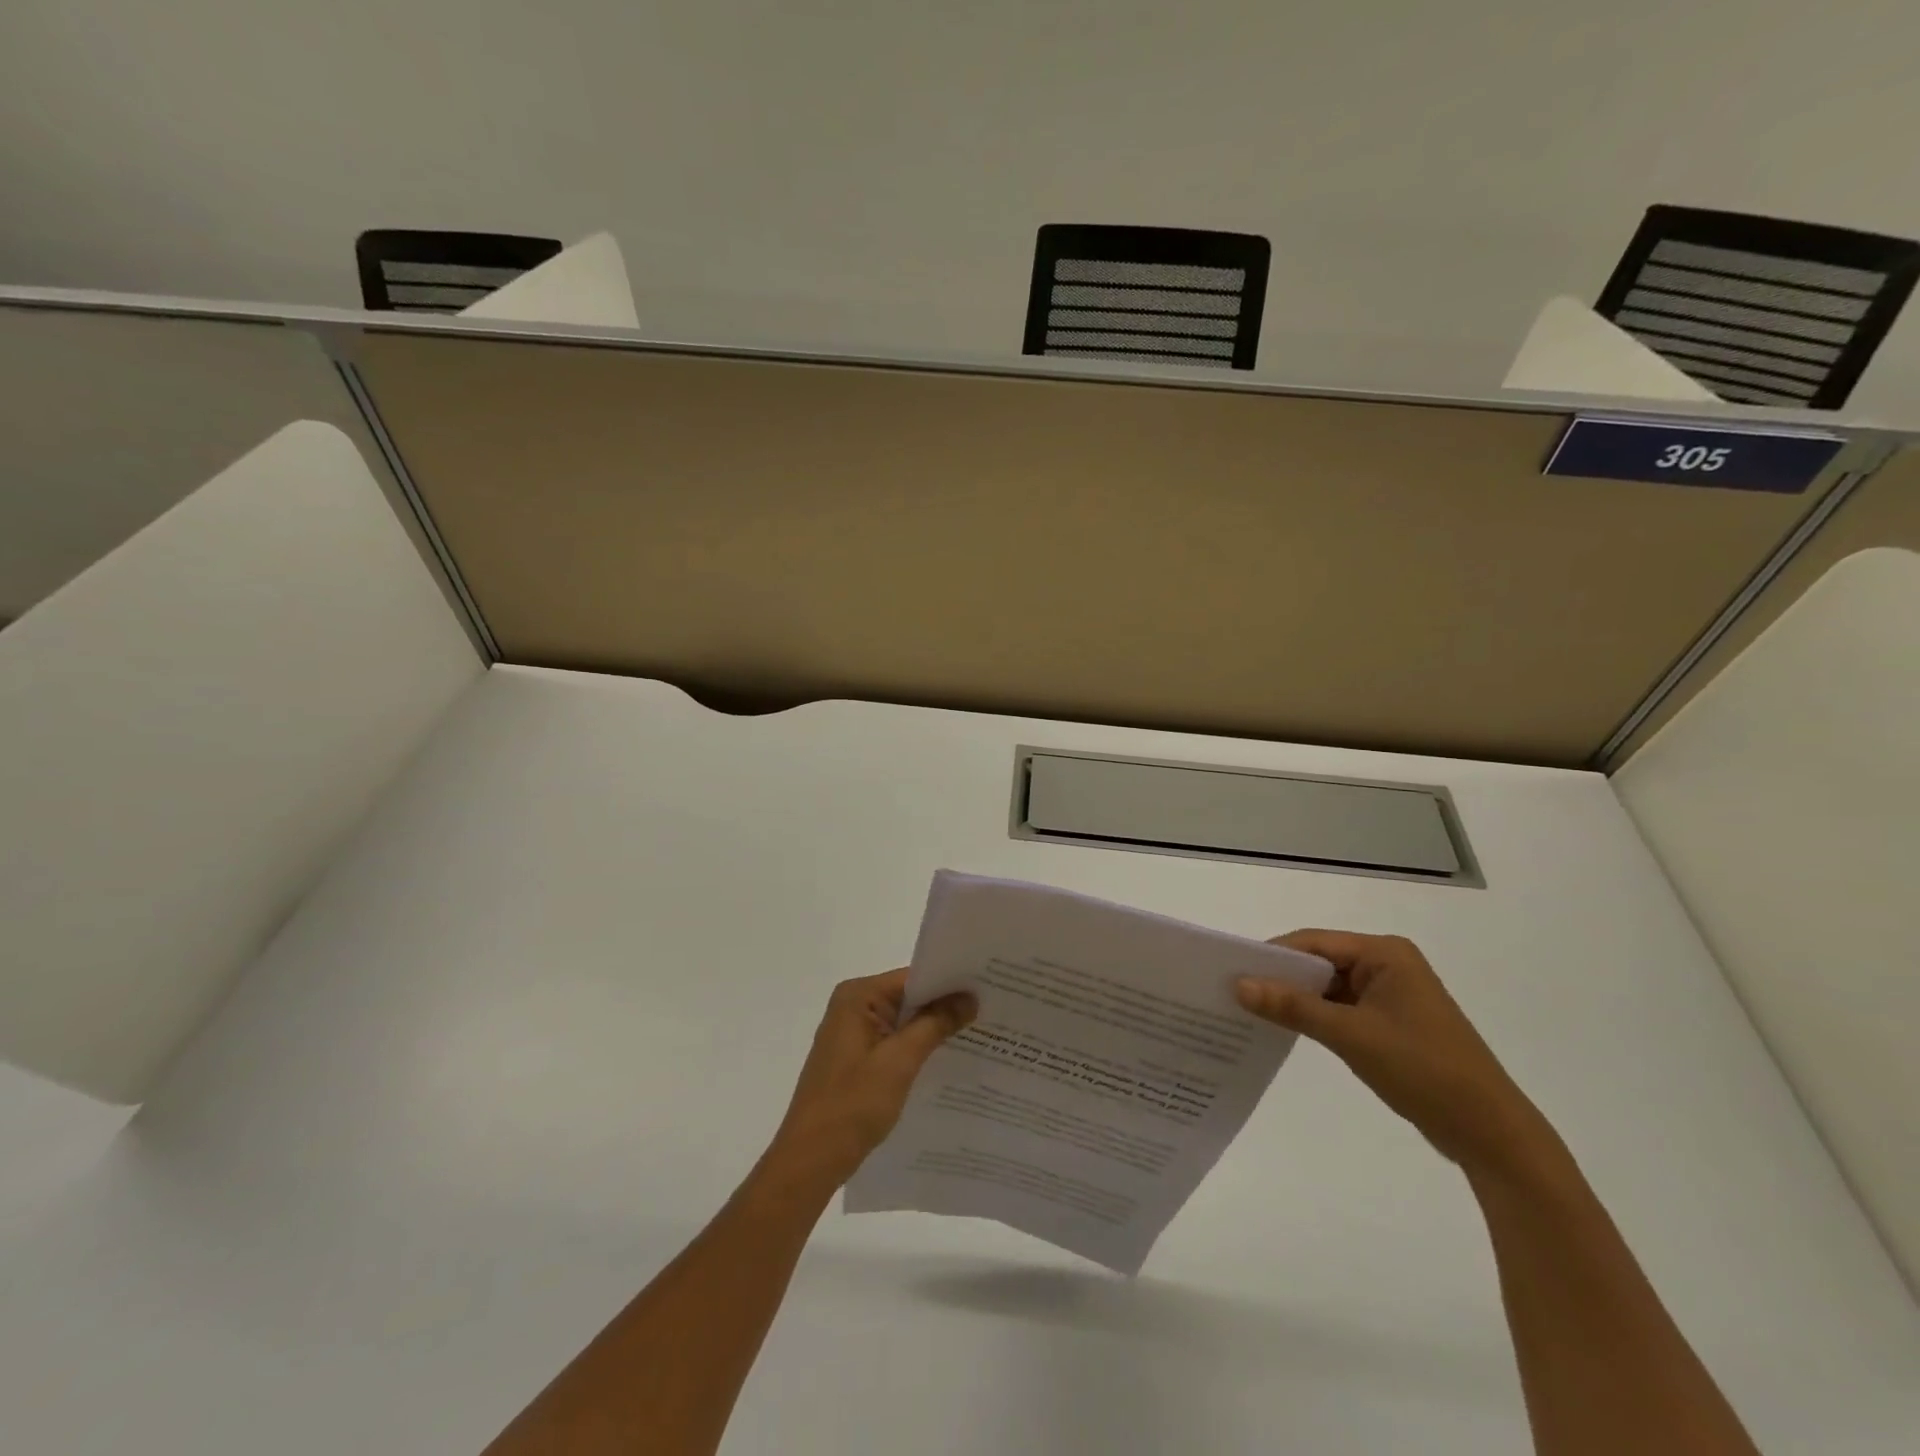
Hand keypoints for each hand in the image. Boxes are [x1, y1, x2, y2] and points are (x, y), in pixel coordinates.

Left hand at [762, 969, 975, 1193]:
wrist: (810, 1161)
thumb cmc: (852, 1105)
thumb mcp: (900, 1061)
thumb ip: (935, 1024)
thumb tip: (970, 996)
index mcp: (857, 996)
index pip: (913, 978)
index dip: (950, 982)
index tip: (987, 987)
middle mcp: (853, 1006)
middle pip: (909, 997)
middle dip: (946, 1006)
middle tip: (991, 1009)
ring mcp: (853, 1034)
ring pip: (905, 1022)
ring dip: (935, 1029)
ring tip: (981, 1032)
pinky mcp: (857, 1059)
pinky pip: (895, 1042)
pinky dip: (919, 1048)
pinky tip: (950, 1059)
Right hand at [1236, 931, 1558, 1176]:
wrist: (1491, 1134)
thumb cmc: (1424, 1070)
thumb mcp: (1351, 1035)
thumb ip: (1293, 1006)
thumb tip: (1239, 985)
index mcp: (1385, 953)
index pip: (1314, 942)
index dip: (1272, 955)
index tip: (1231, 971)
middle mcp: (1388, 965)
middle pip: (1320, 962)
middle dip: (1281, 978)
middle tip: (1234, 993)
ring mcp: (1391, 995)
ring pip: (1328, 988)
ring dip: (1296, 1000)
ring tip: (1250, 1012)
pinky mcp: (1391, 1024)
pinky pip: (1341, 1010)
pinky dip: (1315, 1018)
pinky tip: (1286, 1030)